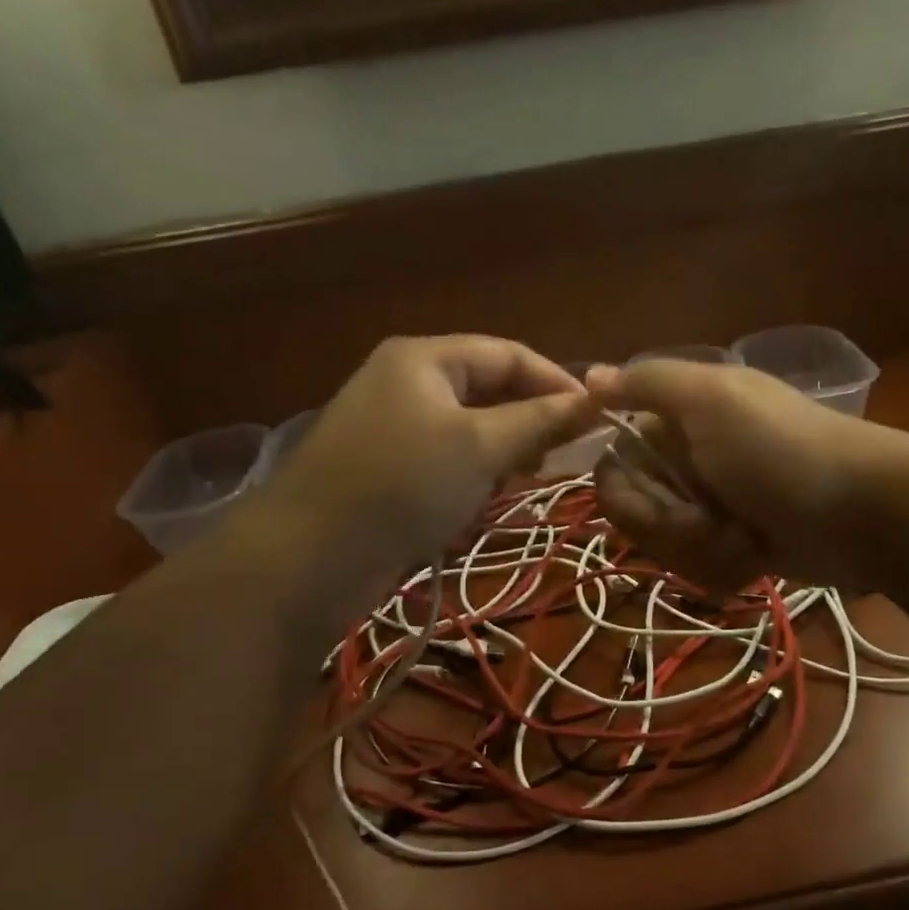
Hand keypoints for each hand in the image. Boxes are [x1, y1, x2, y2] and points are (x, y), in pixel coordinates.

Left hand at [235, 337, 595, 589]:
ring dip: (503, 453)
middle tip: (562, 456)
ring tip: (526, 480)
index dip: (556, 383)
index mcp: (424, 358)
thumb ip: (540, 422)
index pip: (508, 354)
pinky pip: (446, 461)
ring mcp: (393, 427)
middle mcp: (407, 383)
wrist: (312, 555)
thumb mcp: (481, 447)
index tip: (596, 418)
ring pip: (469, 430)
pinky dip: (472, 477)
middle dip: (529, 421)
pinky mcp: (386, 470)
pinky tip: (483, 502)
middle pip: (488, 390)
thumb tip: (595, 401)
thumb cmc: (404, 484)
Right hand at [587, 360, 887, 590]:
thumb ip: (648, 384)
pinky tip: (758, 555)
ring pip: (666, 548)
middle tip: (716, 519)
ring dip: (703, 550)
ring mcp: (710, 509)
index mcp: (675, 424)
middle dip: (672, 527)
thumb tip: (589, 377)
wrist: (862, 513)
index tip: (663, 498)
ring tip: (746, 539)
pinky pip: (699, 569)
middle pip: (636, 516)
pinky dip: (727, 566)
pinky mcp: (732, 547)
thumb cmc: (780, 450)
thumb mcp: (712, 400)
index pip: (613, 469)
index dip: (628, 494)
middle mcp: (686, 464)